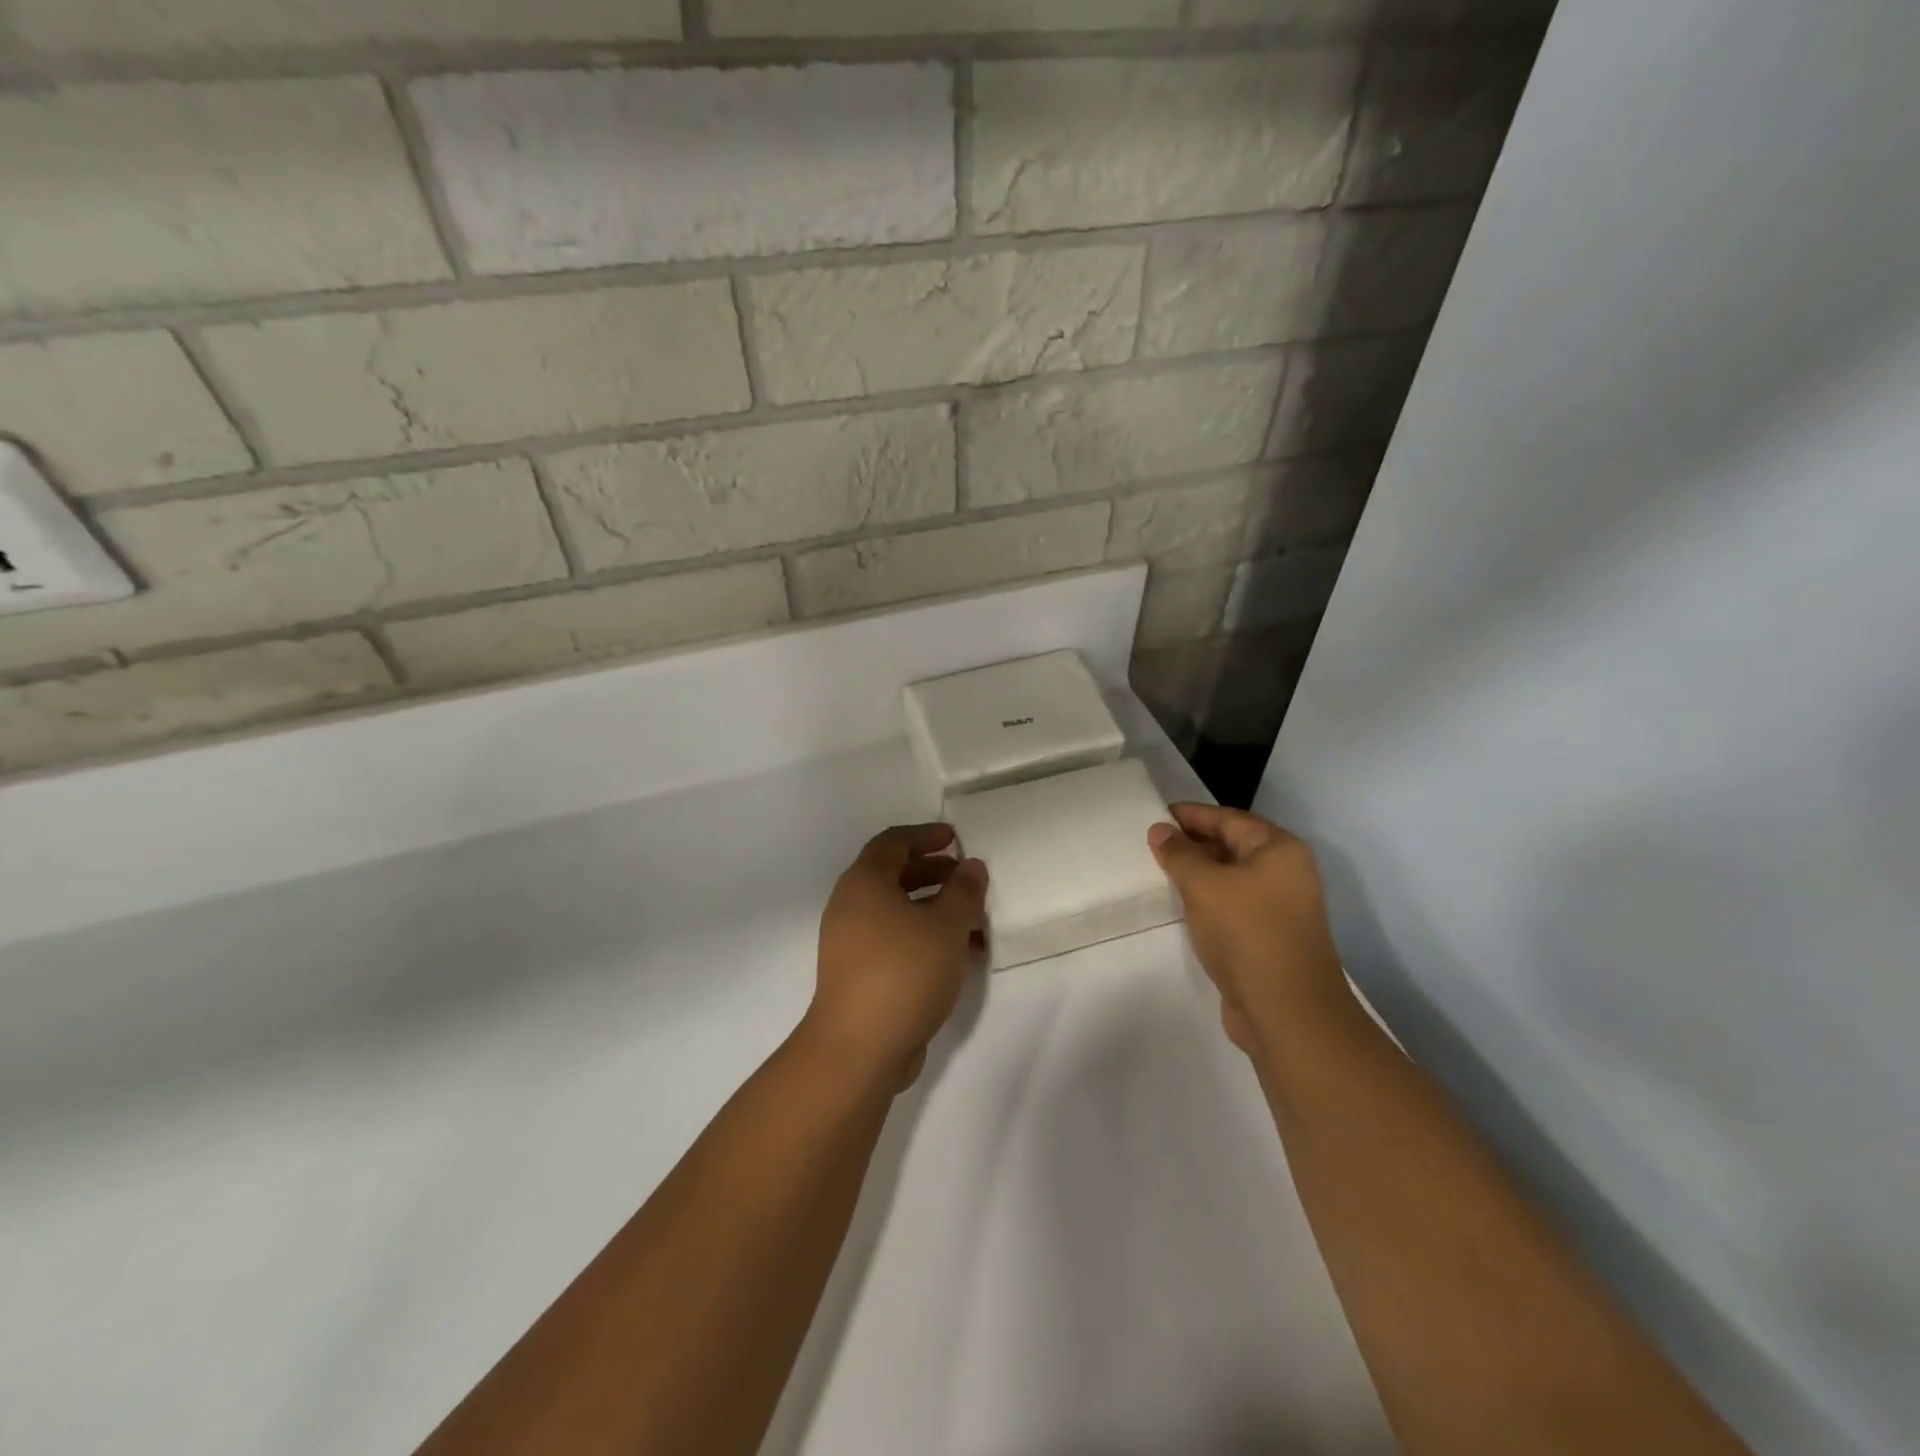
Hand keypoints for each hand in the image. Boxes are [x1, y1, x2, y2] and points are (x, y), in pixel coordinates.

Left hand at [807, 824, 988, 1090]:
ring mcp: (852, 943)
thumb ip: (963, 891)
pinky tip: (961, 955)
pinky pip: (896, 941)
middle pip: (895, 875)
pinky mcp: (860, 974)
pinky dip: (926, 938)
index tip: (956, 839)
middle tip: (969, 878)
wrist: (859, 1048)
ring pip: (899, 912)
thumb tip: (971, 867)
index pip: (894, 842)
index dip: (926, 836)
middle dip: (935, 873)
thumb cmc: (903, 972)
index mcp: (864, 882)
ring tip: (975, 920)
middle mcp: (851, 906)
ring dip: (936, 909)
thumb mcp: (946, 926)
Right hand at [1148, 803, 1348, 1057]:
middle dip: (1194, 843)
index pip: (1229, 819)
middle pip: (1233, 846)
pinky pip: (1233, 905)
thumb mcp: (1204, 885)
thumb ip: (1179, 854)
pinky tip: (1182, 906)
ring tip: (1160, 871)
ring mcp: (1281, 908)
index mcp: (1280, 850)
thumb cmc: (1247, 933)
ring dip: (1199, 874)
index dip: (1192, 815)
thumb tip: (1160, 830)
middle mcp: (1286, 873)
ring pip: (1232, 878)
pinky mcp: (1270, 937)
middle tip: (1152, 843)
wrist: (1287, 1012)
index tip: (1156, 814)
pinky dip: (1208, 900)